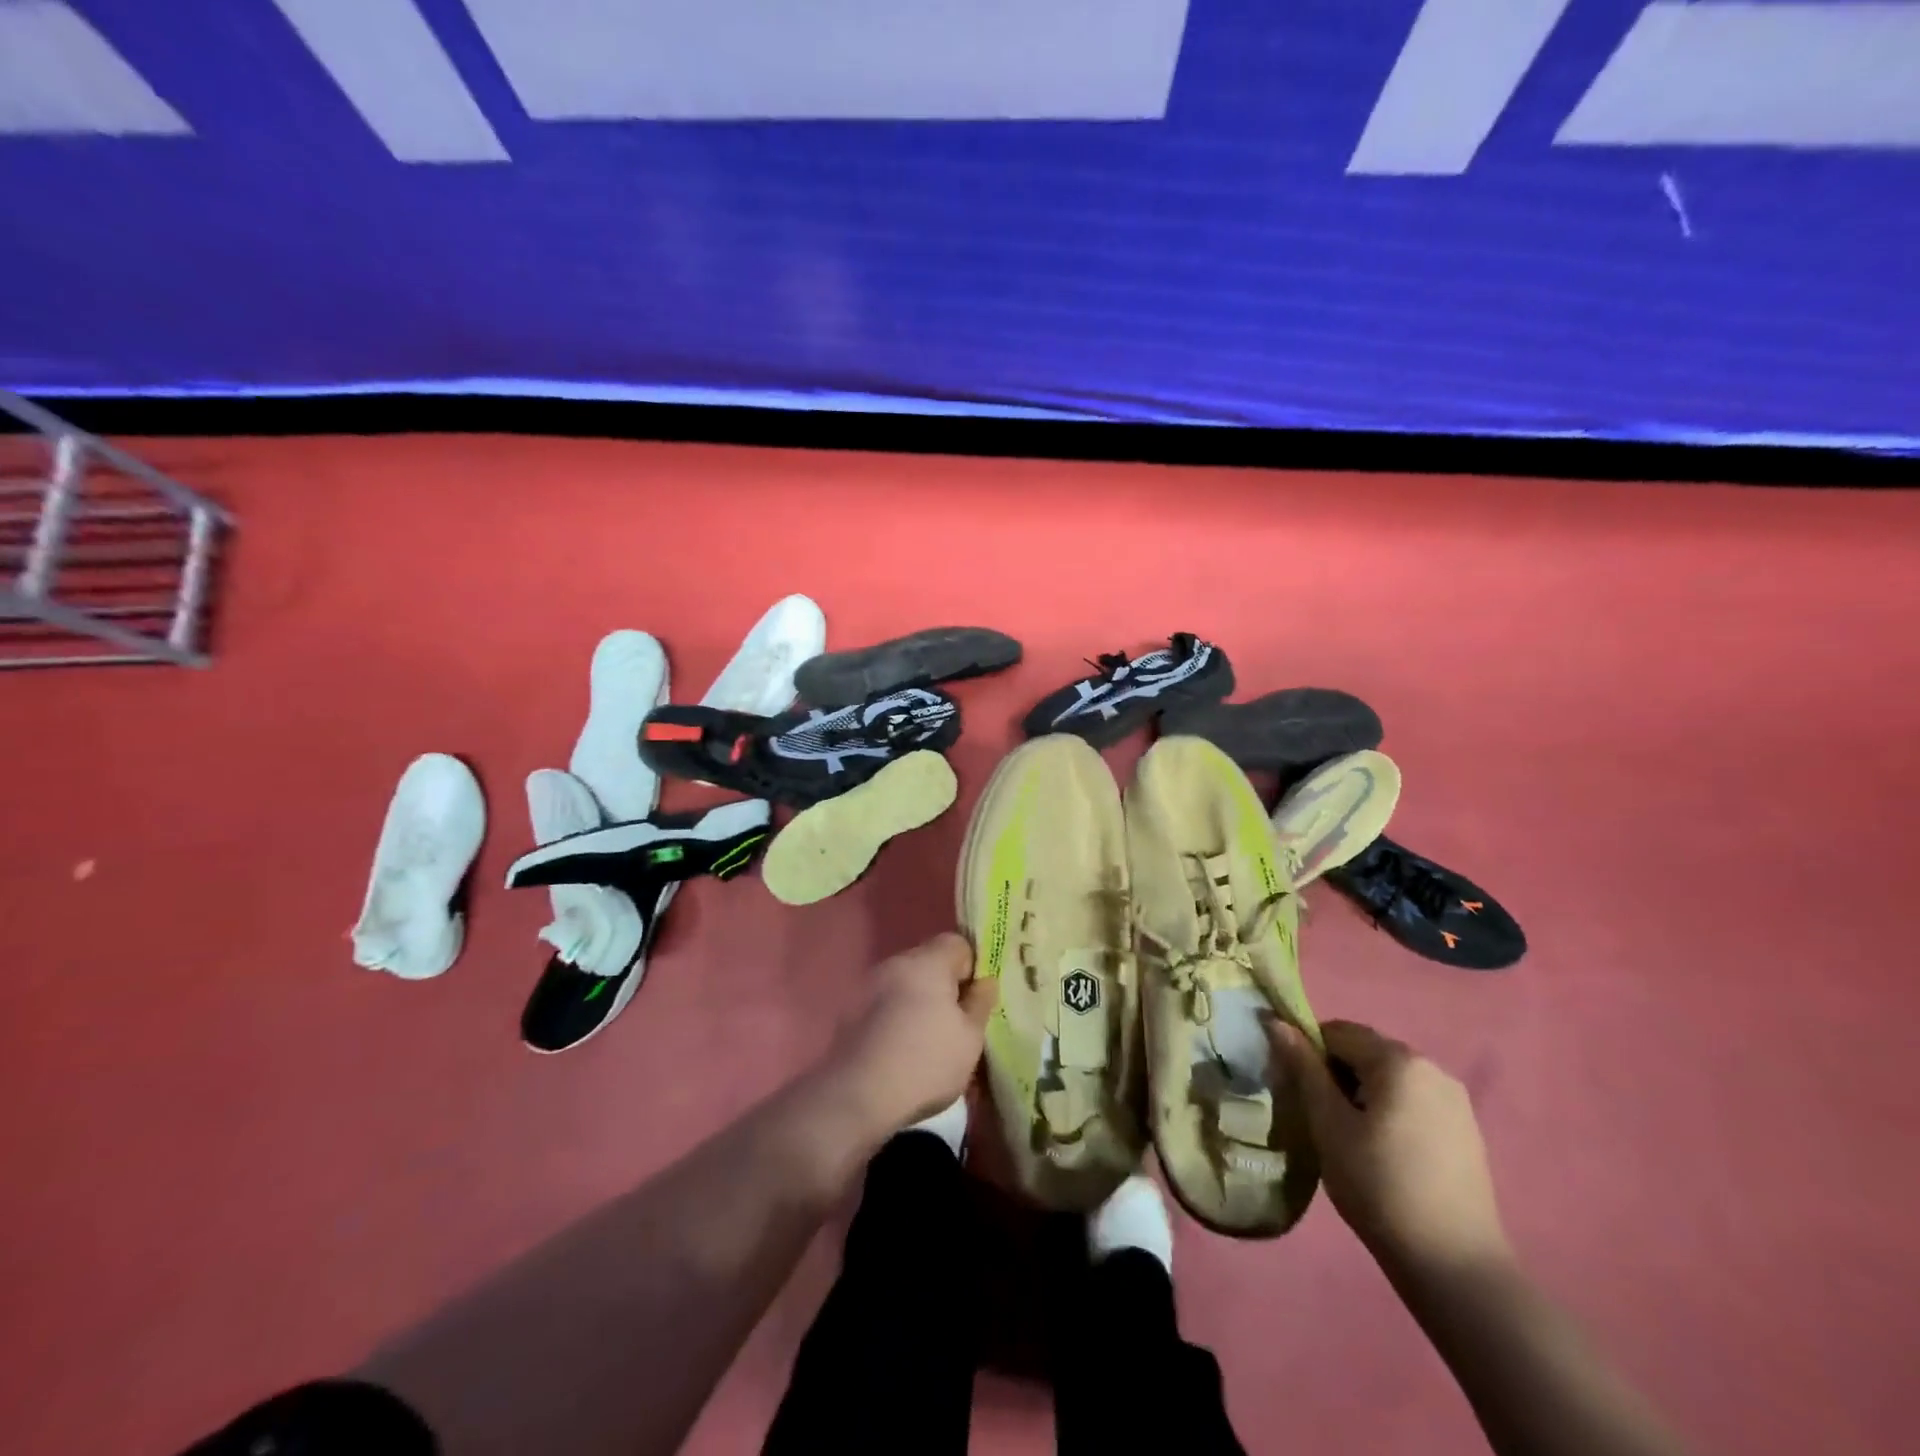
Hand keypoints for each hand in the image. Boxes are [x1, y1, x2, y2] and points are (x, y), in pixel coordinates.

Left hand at [833, 932, 995, 1134]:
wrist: (857, 1097)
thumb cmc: (925, 1064)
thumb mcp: (970, 1038)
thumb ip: (980, 1002)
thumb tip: (984, 981)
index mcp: (926, 962)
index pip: (957, 943)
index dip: (972, 968)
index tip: (974, 1002)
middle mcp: (895, 963)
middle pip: (929, 961)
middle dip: (944, 986)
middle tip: (954, 1024)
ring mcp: (867, 984)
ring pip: (905, 982)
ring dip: (917, 1001)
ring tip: (925, 1041)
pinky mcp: (849, 1009)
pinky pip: (883, 1002)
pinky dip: (894, 1016)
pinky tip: (898, 1049)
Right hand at [1270, 1019, 1509, 1276]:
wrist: (1455, 1267)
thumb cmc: (1379, 1187)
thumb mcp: (1328, 1124)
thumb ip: (1303, 1069)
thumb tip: (1275, 1022)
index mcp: (1398, 1060)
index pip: (1336, 1032)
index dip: (1308, 1054)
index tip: (1297, 1093)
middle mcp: (1431, 1067)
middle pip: (1364, 1051)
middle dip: (1335, 1074)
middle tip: (1319, 1119)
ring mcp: (1455, 1099)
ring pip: (1388, 1077)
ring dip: (1361, 1094)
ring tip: (1350, 1140)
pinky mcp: (1466, 1130)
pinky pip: (1412, 1100)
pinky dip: (1389, 1112)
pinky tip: (1384, 1154)